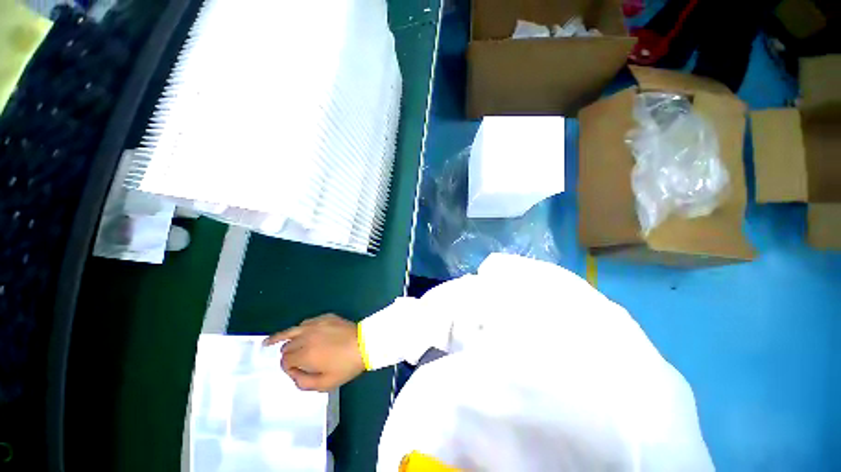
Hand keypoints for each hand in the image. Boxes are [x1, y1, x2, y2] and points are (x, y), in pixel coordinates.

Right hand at [264, 314, 364, 391]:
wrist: (365, 343)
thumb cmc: (347, 365)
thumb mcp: (325, 384)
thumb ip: (303, 382)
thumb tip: (293, 374)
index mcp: (305, 354)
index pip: (285, 361)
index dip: (287, 368)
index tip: (295, 371)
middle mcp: (306, 337)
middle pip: (286, 346)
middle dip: (286, 354)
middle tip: (292, 360)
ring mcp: (316, 324)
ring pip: (292, 331)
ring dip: (284, 338)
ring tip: (270, 342)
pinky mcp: (325, 317)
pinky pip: (306, 322)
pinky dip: (301, 329)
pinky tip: (301, 332)